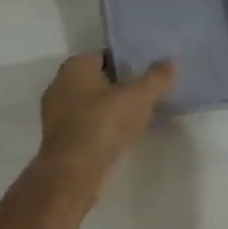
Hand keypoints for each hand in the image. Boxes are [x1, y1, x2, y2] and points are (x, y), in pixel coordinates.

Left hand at [31, 54, 176, 202]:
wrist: (73, 172)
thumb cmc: (103, 124)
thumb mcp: (138, 97)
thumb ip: (156, 78)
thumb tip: (171, 61)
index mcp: (75, 66)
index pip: (105, 56)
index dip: (127, 63)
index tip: (146, 74)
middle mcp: (60, 84)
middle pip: (97, 80)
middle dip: (119, 86)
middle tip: (144, 95)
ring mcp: (55, 113)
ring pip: (89, 104)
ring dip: (109, 109)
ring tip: (136, 117)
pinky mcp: (58, 139)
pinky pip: (85, 124)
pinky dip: (100, 127)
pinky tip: (118, 137)